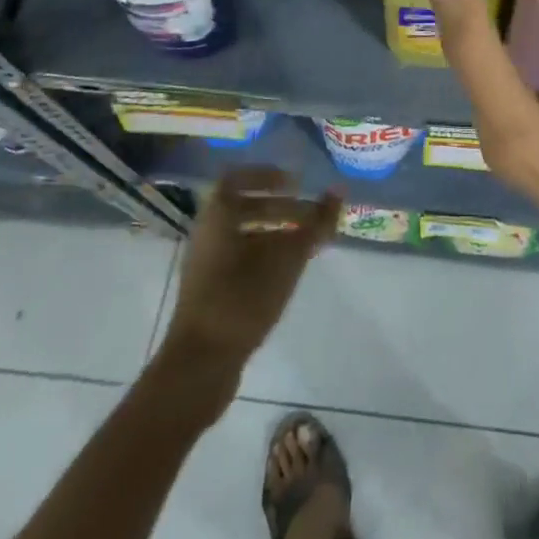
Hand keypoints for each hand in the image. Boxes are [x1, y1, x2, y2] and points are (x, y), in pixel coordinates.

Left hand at [158, 167, 340, 372]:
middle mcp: (207, 234)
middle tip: (311, 216)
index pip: (237, 178)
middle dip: (280, 207)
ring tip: (305, 243)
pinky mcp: (209, 292)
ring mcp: (205, 265)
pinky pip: (238, 257)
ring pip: (243, 234)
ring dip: (274, 232)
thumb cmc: (243, 298)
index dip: (266, 175)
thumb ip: (315, 223)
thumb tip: (338, 190)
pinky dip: (264, 254)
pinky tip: (286, 271)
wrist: (200, 363)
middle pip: (244, 207)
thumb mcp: (287, 258)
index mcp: (218, 216)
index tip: (295, 182)